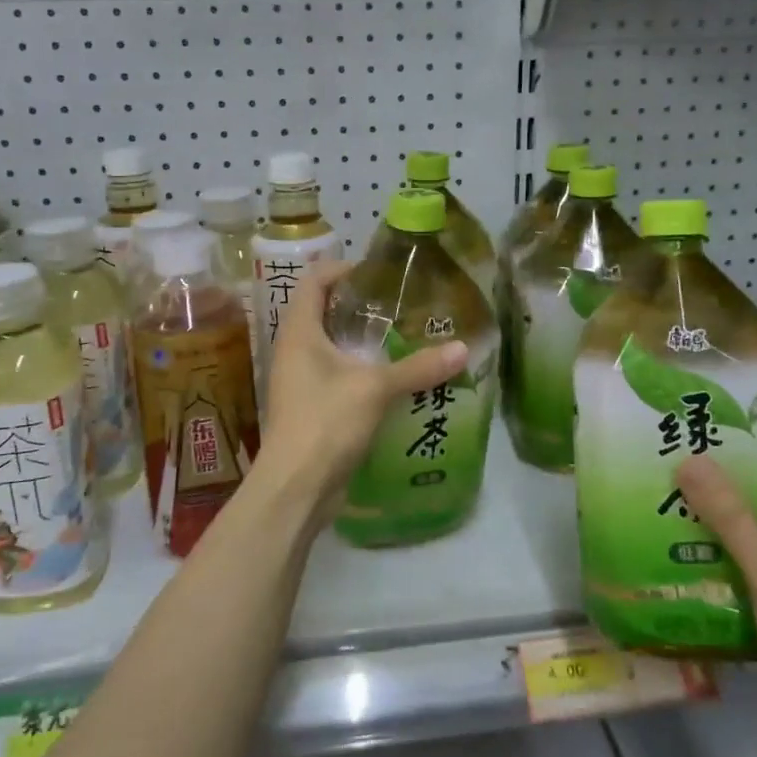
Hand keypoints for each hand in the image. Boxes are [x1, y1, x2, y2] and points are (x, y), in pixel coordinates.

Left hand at [252, 259, 468, 508]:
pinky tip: (391, 378)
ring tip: (401, 337)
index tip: (376, 272)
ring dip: (360, 340)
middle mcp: (293, 350)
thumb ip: (419, 367)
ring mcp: (299, 381)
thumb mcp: (376, 388)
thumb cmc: (326, 421)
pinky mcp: (310, 407)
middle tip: (398, 304)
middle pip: (321, 311)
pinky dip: (360, 369)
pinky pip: (335, 375)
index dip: (341, 268)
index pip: (313, 281)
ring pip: (330, 346)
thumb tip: (463, 348)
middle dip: (357, 304)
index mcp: (299, 332)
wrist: (296, 487)